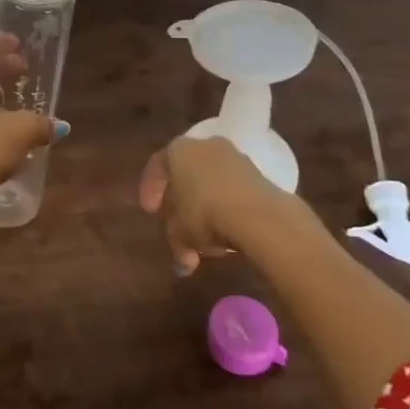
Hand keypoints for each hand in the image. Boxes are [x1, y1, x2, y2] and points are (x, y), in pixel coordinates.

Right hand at [139, 136, 292, 274]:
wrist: (259, 215)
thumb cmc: (205, 215)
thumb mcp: (180, 234)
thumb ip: (176, 243)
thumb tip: (183, 263)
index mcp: (178, 150)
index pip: (157, 165)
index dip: (150, 189)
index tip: (150, 211)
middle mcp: (205, 145)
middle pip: (186, 170)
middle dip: (181, 198)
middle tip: (177, 221)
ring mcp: (234, 155)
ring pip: (211, 179)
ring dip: (206, 203)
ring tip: (205, 233)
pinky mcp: (257, 171)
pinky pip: (233, 187)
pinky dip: (227, 204)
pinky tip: (227, 227)